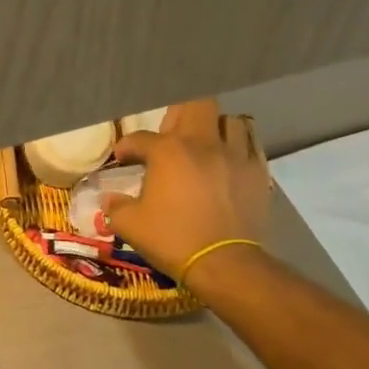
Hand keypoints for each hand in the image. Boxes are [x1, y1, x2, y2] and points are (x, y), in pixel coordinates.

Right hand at [103, 99, 271, 288]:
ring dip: (215, 128)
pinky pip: (252, 143)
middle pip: (195, 104)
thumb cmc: (172, 239)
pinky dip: (240, 145)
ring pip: (230, 120)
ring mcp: (235, 155)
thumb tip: (110, 199)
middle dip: (179, 114)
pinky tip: (230, 160)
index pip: (140, 138)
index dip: (127, 147)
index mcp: (168, 150)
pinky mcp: (258, 172)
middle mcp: (203, 143)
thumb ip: (116, 206)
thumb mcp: (130, 225)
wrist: (225, 264)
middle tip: (170, 136)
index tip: (123, 159)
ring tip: (205, 144)